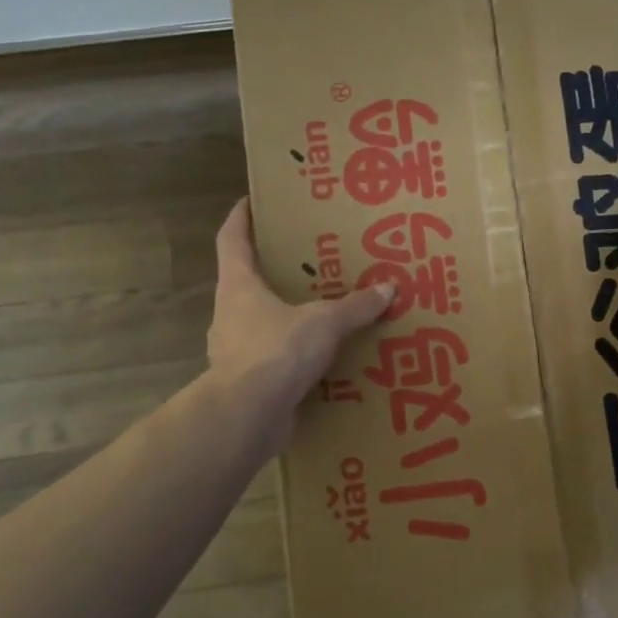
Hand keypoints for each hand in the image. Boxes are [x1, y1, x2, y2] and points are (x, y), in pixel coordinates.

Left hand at [206, 198, 390, 448]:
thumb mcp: (324, 322)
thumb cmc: (277, 351)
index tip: (251, 201)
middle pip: (245, 282)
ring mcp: (233, 351)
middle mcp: (229, 314)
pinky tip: (319, 361)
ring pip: (259, 323)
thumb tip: (388, 288)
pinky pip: (272, 360)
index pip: (232, 239)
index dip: (241, 218)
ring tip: (318, 313)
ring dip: (283, 317)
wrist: (247, 416)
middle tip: (304, 262)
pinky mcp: (246, 383)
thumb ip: (355, 306)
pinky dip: (292, 357)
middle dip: (271, 271)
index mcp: (238, 286)